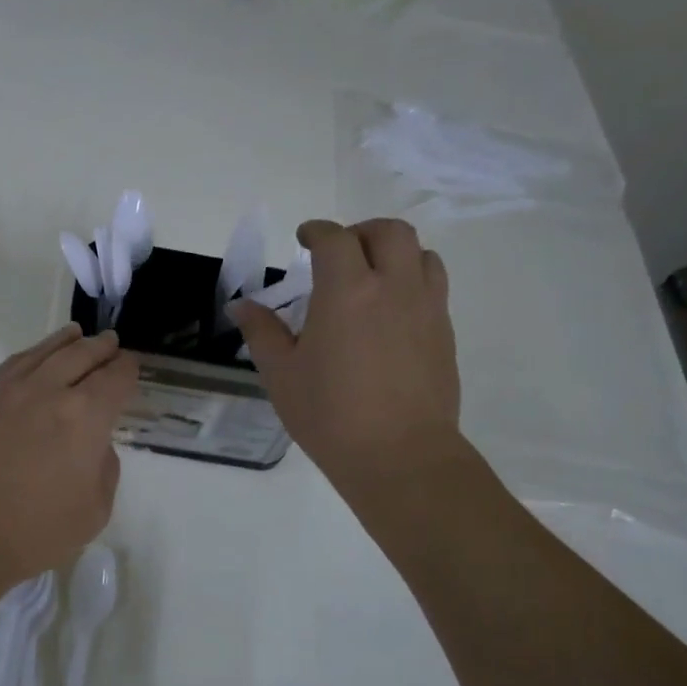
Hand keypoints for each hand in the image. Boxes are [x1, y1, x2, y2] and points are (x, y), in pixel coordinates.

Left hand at [0, 326, 137, 592]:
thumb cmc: (36, 533)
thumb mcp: (94, 510)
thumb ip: (103, 467)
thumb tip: (93, 444)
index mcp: (85, 416)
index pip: (115, 379)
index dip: (127, 370)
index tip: (131, 368)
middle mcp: (49, 391)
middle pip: (81, 355)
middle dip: (101, 348)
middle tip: (110, 343)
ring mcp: (9, 391)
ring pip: (44, 353)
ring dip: (66, 342)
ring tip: (77, 335)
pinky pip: (12, 365)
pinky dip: (31, 355)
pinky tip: (36, 357)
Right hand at [230, 219, 462, 498]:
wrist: (400, 455)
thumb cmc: (330, 415)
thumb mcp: (281, 374)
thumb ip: (261, 332)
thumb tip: (242, 305)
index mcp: (347, 291)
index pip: (335, 238)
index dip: (316, 231)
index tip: (303, 239)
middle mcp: (393, 287)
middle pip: (389, 232)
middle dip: (361, 232)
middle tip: (339, 253)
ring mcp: (426, 308)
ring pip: (421, 254)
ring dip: (394, 253)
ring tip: (372, 277)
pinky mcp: (444, 333)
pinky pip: (433, 287)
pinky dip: (412, 281)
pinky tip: (391, 314)